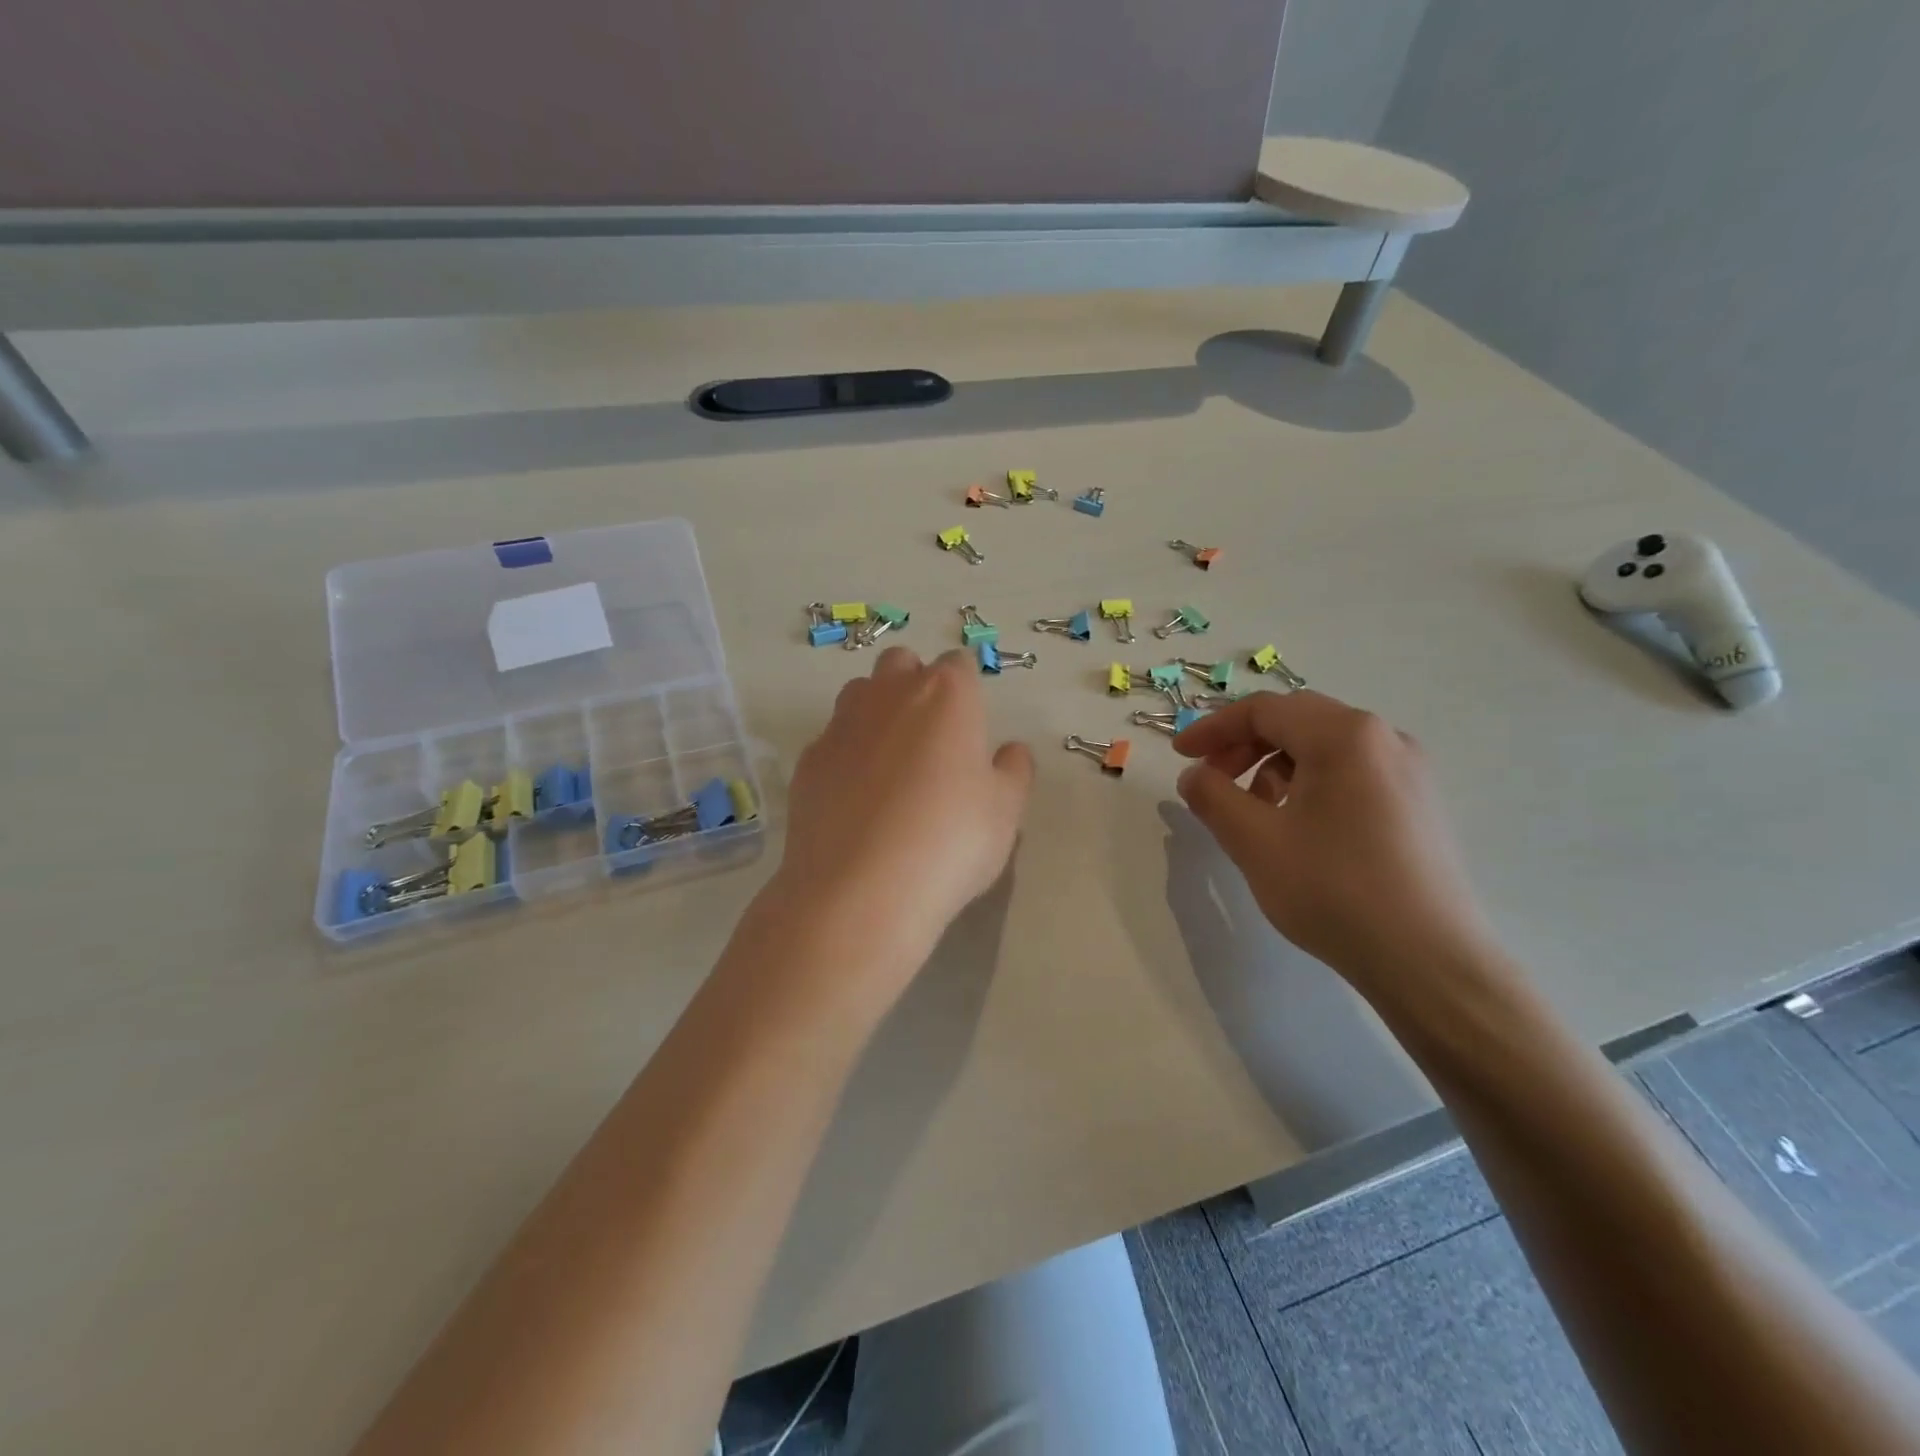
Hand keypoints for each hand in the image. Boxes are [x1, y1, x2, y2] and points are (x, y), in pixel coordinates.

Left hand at [769, 647, 1033, 982]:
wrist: (860, 890)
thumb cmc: (950, 841)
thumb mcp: (1005, 812)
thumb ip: (1014, 772)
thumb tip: (1011, 751)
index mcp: (946, 695)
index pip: (959, 664)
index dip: (967, 689)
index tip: (971, 724)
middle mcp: (889, 695)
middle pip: (902, 663)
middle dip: (916, 683)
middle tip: (932, 737)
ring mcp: (841, 725)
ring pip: (860, 694)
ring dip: (878, 711)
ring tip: (892, 764)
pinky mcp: (807, 761)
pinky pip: (832, 740)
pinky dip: (847, 755)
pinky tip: (857, 798)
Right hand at [1172, 690, 1500, 995]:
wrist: (1429, 961)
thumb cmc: (1334, 890)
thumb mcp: (1254, 841)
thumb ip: (1212, 797)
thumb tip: (1194, 775)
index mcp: (1345, 735)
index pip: (1264, 710)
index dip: (1212, 728)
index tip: (1180, 756)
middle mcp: (1384, 738)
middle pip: (1297, 720)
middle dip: (1244, 745)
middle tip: (1212, 780)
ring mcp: (1410, 771)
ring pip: (1325, 748)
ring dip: (1276, 766)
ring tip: (1255, 813)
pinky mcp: (1419, 804)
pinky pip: (1352, 773)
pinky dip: (1311, 784)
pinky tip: (1299, 828)